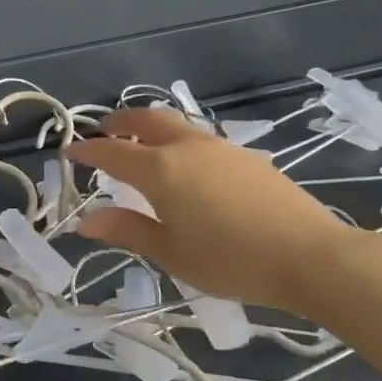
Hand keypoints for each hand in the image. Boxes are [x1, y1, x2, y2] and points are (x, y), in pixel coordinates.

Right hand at [68, 107, 357, 311]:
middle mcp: (186, 148)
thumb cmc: (231, 260)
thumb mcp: (170, 253)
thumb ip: (127, 230)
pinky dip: (178, 140)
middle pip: (145, 120)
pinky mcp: (246, 157)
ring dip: (150, 127)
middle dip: (119, 122)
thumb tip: (85, 221)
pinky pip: (199, 138)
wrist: (313, 257)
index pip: (111, 152)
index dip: (87, 151)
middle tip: (103, 131)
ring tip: (141, 144)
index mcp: (160, 170)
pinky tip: (186, 165)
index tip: (69, 152)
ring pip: (175, 125)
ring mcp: (220, 148)